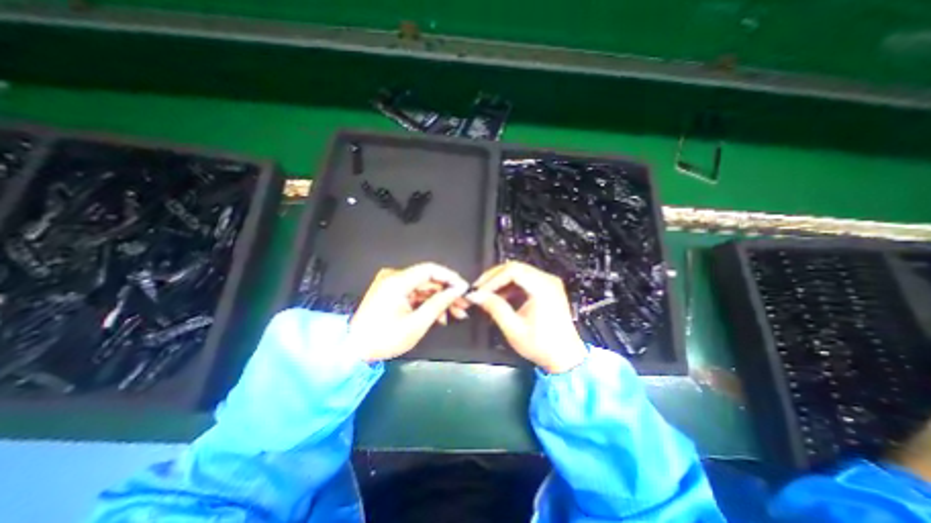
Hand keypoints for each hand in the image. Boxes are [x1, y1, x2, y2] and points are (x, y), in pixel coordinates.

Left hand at [345, 263, 469, 361]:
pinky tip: (440, 317)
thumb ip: (439, 303)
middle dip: (448, 292)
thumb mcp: (416, 323)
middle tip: (464, 305)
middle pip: (429, 279)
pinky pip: (415, 294)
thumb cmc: (384, 338)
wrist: (353, 350)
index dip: (450, 277)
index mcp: (397, 281)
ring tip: (456, 314)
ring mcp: (392, 285)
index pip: (430, 269)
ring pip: (424, 287)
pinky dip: (428, 303)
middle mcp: (394, 277)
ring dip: (440, 300)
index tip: (465, 289)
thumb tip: (458, 290)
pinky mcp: (392, 293)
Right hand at [469, 261, 582, 370]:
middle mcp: (547, 279)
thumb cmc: (541, 345)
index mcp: (543, 287)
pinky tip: (499, 297)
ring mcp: (548, 282)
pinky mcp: (547, 288)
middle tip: (477, 290)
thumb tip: (475, 295)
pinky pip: (523, 280)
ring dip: (500, 282)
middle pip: (514, 268)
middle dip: (493, 278)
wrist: (565, 358)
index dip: (492, 279)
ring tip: (485, 295)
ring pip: (517, 272)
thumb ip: (495, 308)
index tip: (478, 291)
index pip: (512, 271)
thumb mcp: (514, 329)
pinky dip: (509, 286)